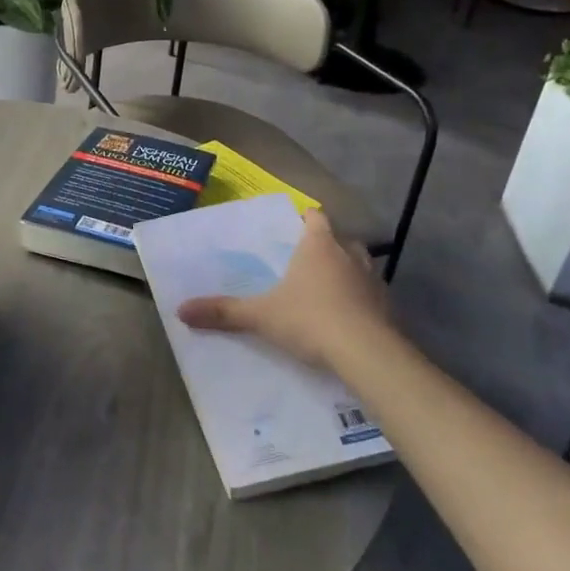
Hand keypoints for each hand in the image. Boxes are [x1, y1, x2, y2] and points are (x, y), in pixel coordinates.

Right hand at [177, 209, 393, 374]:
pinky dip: (360, 301)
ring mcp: (374, 280)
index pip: (316, 217)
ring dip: (347, 272)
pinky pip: (371, 296)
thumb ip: (223, 311)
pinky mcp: (388, 307)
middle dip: (327, 246)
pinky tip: (348, 318)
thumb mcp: (261, 316)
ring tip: (328, 288)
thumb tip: (180, 309)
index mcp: (319, 245)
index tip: (296, 225)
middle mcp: (350, 255)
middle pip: (340, 239)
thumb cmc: (310, 320)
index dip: (306, 218)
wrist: (367, 353)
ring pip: (360, 265)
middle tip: (307, 260)